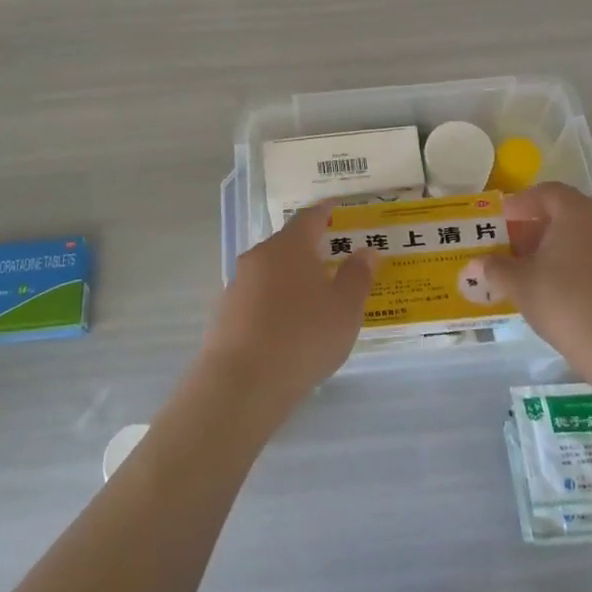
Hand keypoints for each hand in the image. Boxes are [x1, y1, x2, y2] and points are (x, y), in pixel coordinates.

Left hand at [197, 204, 374, 426]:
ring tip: (312, 297)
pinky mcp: (225, 314)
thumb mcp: (345, 309)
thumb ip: (357, 277)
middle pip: (287, 244)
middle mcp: (259, 256)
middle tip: (332, 259)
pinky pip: (257, 298)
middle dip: (309, 249)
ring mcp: (237, 285)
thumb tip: (366, 251)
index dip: (325, 212)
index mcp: (289, 246)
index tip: (336, 208)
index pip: (309, 217)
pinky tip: (286, 326)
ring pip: (270, 272)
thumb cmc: (303, 336)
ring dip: (290, 278)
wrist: (242, 383)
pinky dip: (274, 303)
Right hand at [476, 183, 591, 396]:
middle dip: (541, 225)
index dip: (522, 203)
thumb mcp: (520, 285)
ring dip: (564, 244)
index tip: (503, 219)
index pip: (547, 193)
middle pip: (569, 212)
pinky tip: (570, 286)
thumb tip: (476, 263)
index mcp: (578, 212)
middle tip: (518, 246)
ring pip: (589, 234)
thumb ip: (496, 268)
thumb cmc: (565, 303)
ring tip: (541, 269)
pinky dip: (585, 261)